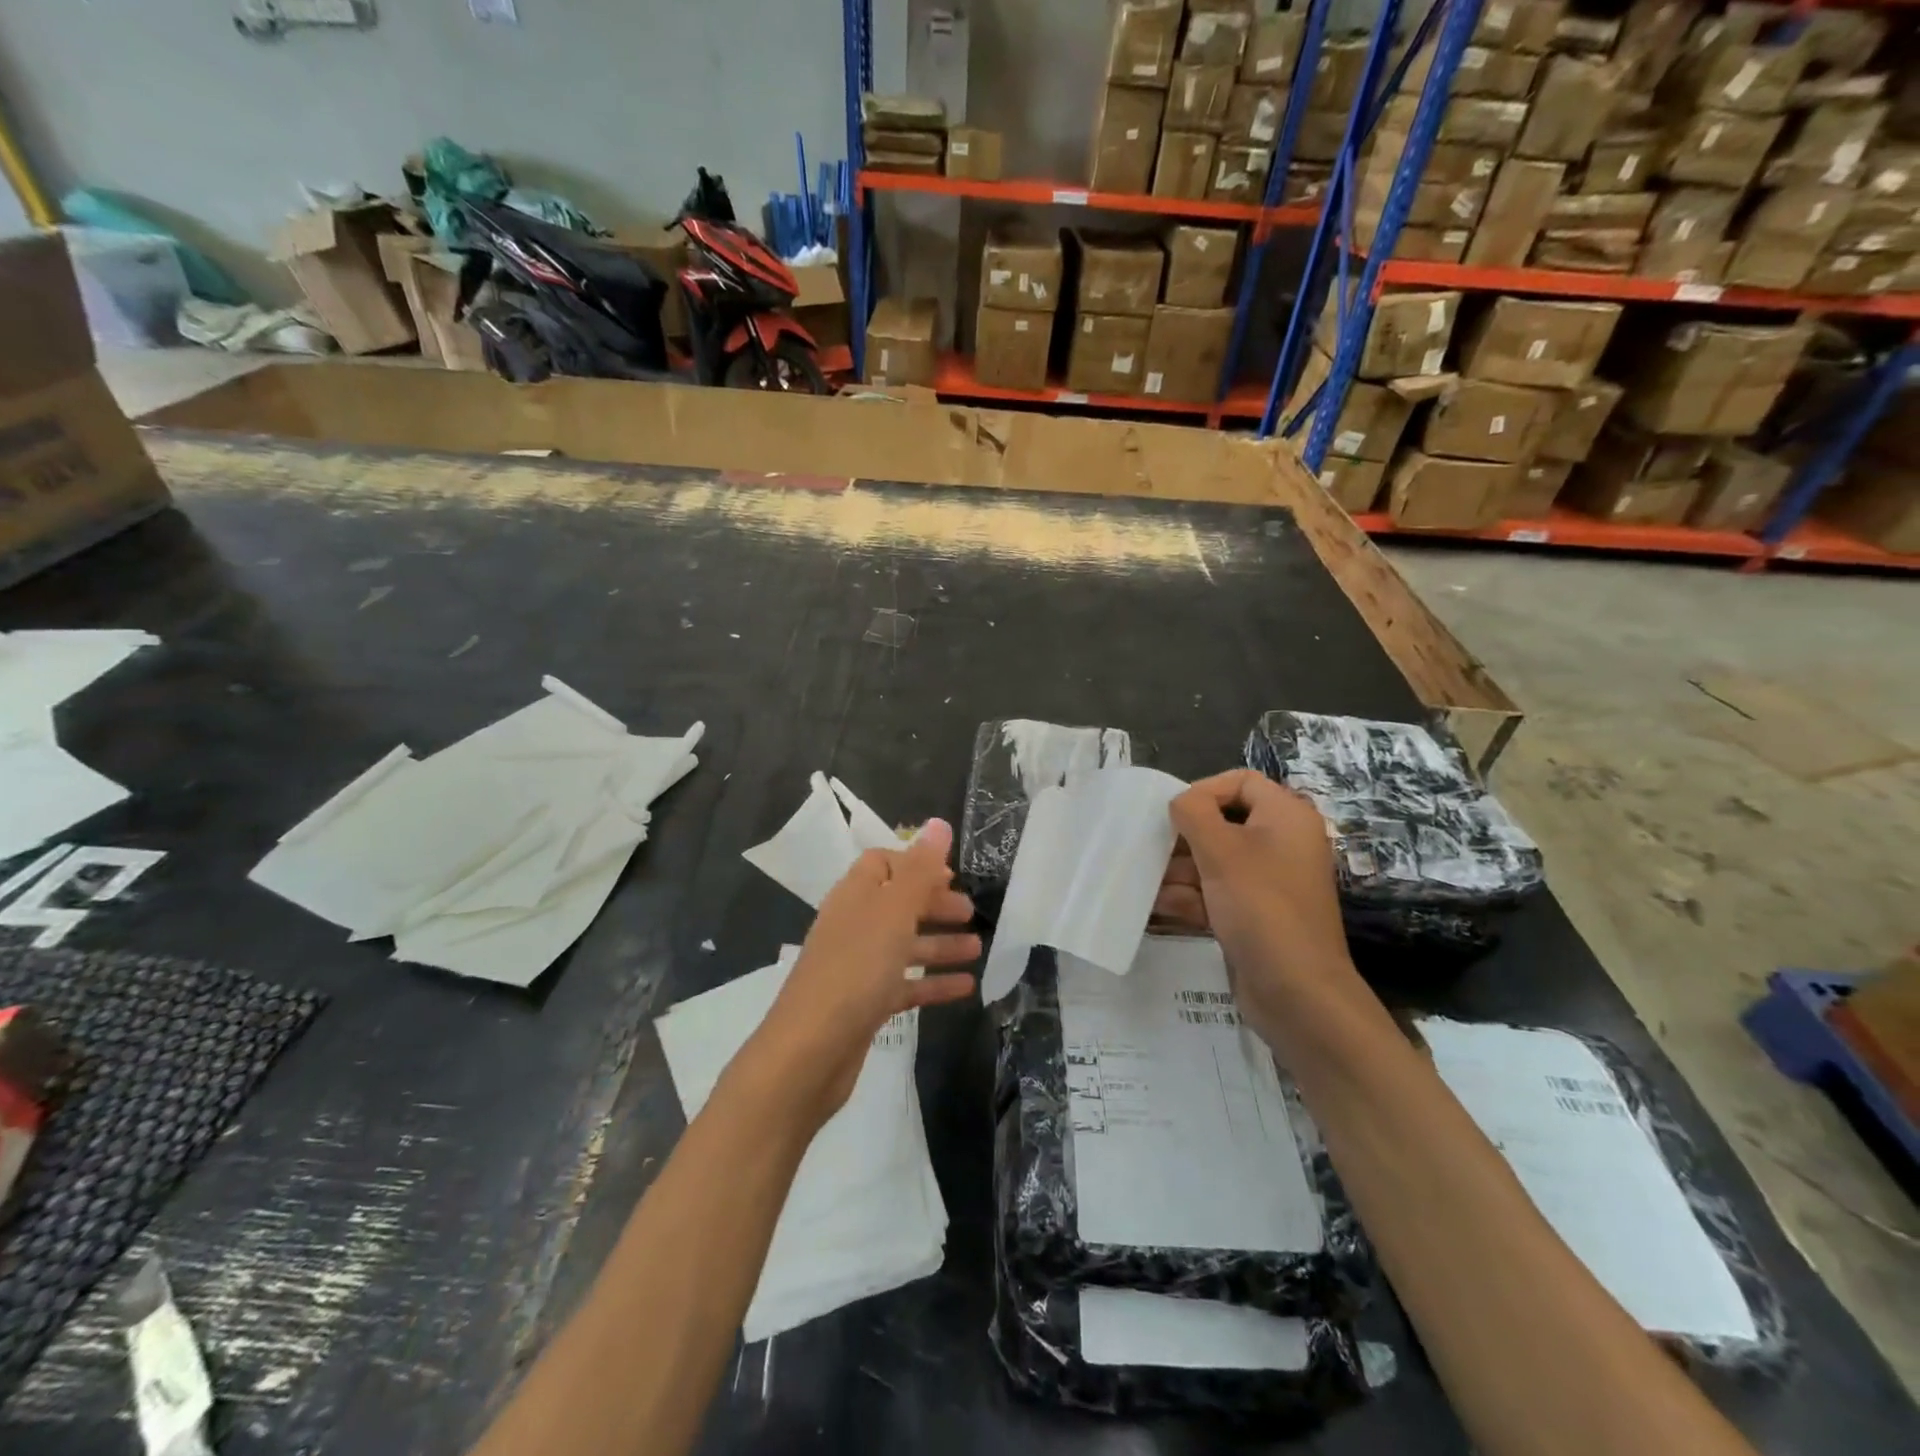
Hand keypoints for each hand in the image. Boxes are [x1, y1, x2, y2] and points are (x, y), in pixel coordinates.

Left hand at [749, 819, 979, 1126]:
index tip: (951, 876)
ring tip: (977, 948)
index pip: (881, 864)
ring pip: (904, 945)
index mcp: (854, 896)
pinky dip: (932, 983)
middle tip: (971, 913)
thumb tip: (939, 823)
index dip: (916, 864)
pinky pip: (904, 985)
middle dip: (934, 905)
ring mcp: (857, 967)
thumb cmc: (855, 970)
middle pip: (897, 904)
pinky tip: (965, 988)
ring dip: (939, 944)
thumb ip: (920, 869)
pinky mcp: (864, 1004)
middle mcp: (853, 925)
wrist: (809, 1052)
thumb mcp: (893, 913)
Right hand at [1163, 770, 1352, 1042]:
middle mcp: (1281, 843)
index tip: (1174, 815)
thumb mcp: (1221, 850)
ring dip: (1179, 869)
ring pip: (1215, 860)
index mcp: (1286, 817)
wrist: (1297, 991)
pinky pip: (1217, 892)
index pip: (1241, 782)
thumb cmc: (1260, 906)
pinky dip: (1189, 896)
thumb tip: (1180, 802)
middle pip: (1223, 822)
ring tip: (1144, 880)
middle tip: (1150, 849)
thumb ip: (1193, 813)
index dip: (1204, 790)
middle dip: (1183, 836)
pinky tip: (1157, 905)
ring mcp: (1268, 881)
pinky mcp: (1255, 914)